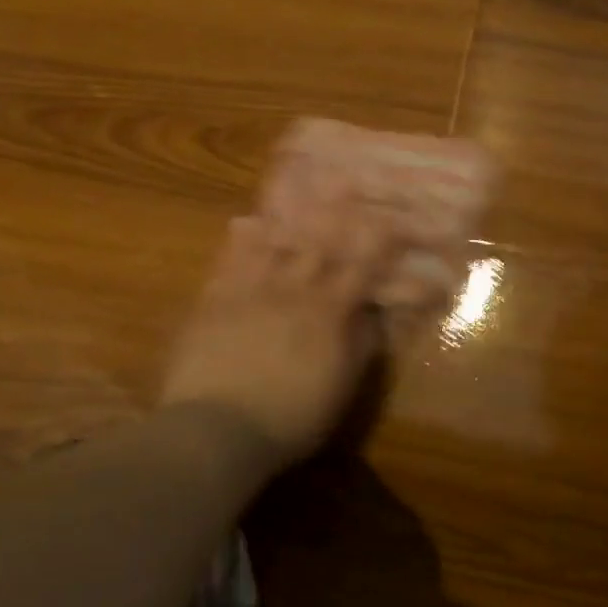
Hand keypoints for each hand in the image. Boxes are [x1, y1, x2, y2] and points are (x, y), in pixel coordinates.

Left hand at [159, 206, 390, 469]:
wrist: (217, 429)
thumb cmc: (292, 416)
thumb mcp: (341, 387)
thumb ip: (361, 345)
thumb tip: (376, 314)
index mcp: (329, 312)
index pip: (362, 267)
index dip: (380, 240)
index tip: (393, 216)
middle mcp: (293, 290)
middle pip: (319, 242)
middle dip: (336, 209)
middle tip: (345, 176)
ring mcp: (250, 292)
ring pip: (274, 243)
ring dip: (289, 214)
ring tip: (298, 185)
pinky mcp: (214, 303)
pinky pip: (228, 263)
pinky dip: (238, 241)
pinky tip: (243, 223)